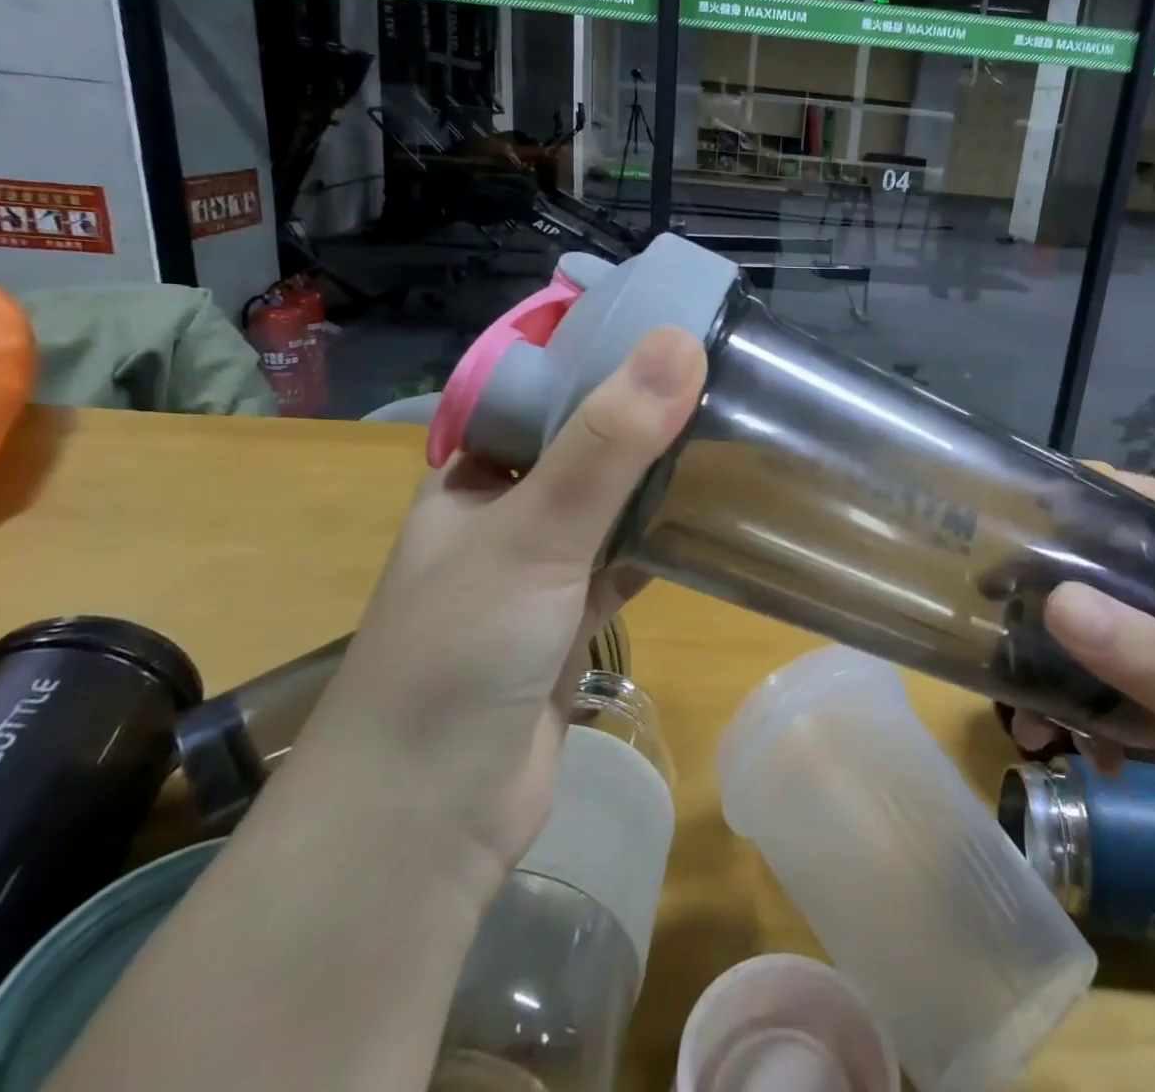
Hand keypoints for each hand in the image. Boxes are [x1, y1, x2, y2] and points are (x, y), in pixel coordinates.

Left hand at [308, 325, 706, 877]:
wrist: (426, 823)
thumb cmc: (460, 654)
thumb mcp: (535, 533)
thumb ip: (607, 443)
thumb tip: (679, 344)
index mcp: (474, 474)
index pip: (543, 391)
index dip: (604, 357)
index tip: (678, 330)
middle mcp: (503, 513)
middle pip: (583, 446)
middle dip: (643, 417)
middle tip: (722, 380)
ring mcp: (536, 571)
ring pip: (607, 506)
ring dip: (656, 480)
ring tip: (728, 434)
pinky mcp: (567, 624)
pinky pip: (620, 563)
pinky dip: (658, 543)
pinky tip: (709, 520)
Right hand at [1017, 469, 1154, 929]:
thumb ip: (1144, 655)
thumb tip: (1053, 599)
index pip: (1151, 507)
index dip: (1095, 488)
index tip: (1026, 498)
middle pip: (1105, 579)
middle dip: (1047, 599)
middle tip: (993, 619)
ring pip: (1103, 648)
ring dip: (1059, 680)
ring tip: (1030, 729)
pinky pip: (1117, 704)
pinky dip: (1092, 725)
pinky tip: (1087, 761)